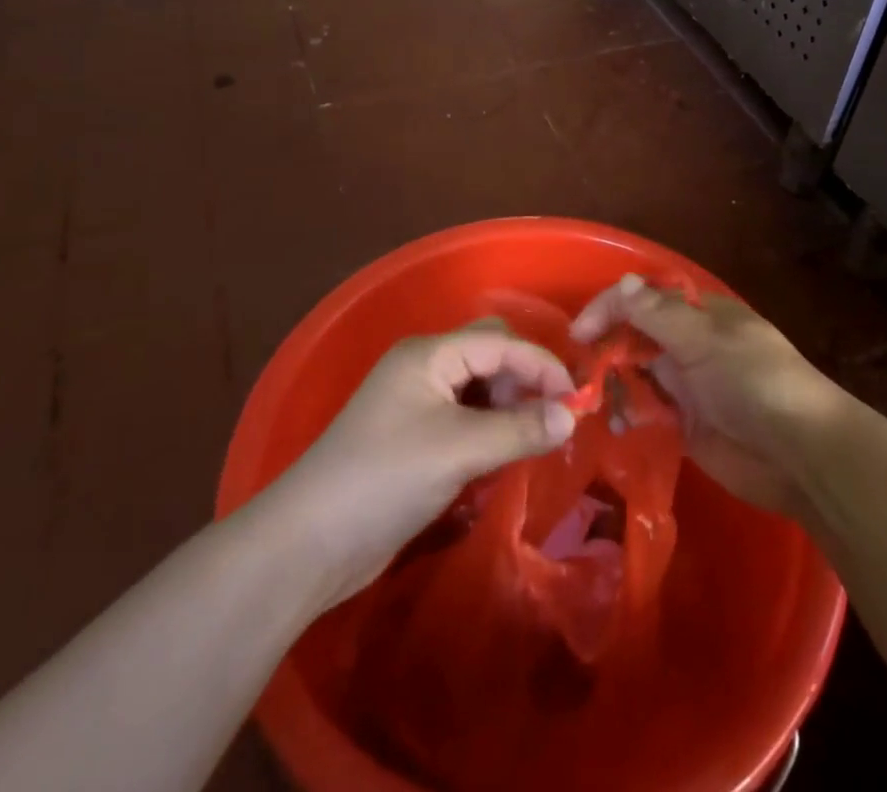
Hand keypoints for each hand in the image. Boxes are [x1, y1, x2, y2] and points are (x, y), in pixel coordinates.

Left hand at [265, 321, 576, 610]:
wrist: (308, 543)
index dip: (541, 365)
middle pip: (490, 355)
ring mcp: (417, 402)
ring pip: (479, 387)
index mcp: (429, 354)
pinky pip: (466, 417)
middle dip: (526, 379)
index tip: (577, 399)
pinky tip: (507, 450)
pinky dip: (491, 427)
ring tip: (538, 435)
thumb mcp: (457, 450)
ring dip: (511, 405)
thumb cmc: (385, 478)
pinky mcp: (414, 437)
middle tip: (557, 415)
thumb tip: (571, 416)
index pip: (499, 342)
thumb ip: (518, 430)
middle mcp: (424, 368)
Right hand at [572, 274, 842, 515]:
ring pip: (637, 376)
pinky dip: (628, 416)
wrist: (802, 454)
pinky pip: (648, 414)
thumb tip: (623, 282)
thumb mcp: (704, 340)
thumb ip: (658, 315)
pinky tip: (612, 426)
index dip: (609, 308)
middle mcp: (689, 345)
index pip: (643, 299)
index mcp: (699, 315)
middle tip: (576, 372)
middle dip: (605, 348)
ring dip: (613, 384)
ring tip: (588, 402)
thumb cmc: (754, 381)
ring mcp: (688, 387)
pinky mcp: (686, 426)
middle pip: (636, 337)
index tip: (579, 333)